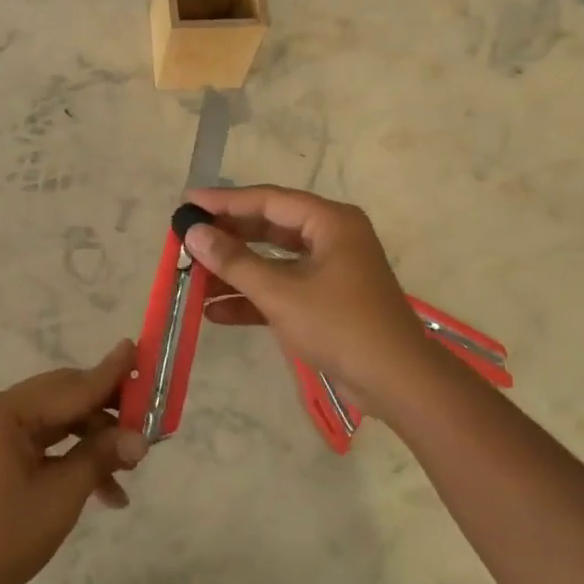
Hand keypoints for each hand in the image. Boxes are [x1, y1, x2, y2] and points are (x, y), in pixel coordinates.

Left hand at [0, 339, 145, 583]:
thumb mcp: (59, 496)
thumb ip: (100, 456)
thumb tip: (140, 438)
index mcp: (5, 409)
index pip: (72, 386)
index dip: (111, 374)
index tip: (139, 349)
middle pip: (63, 401)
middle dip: (106, 416)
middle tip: (146, 425)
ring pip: (54, 424)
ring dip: (91, 445)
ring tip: (128, 473)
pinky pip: (38, 443)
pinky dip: (67, 460)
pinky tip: (99, 490)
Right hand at [183, 186, 432, 403]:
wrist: (397, 382)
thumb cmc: (341, 326)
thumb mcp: (281, 293)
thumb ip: (234, 261)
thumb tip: (193, 233)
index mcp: (329, 222)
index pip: (267, 200)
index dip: (224, 202)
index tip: (187, 203)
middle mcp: (331, 237)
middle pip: (268, 228)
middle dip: (227, 237)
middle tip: (186, 237)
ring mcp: (329, 270)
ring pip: (272, 261)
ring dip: (235, 271)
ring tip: (192, 276)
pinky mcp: (326, 300)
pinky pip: (282, 288)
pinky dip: (252, 298)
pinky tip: (215, 311)